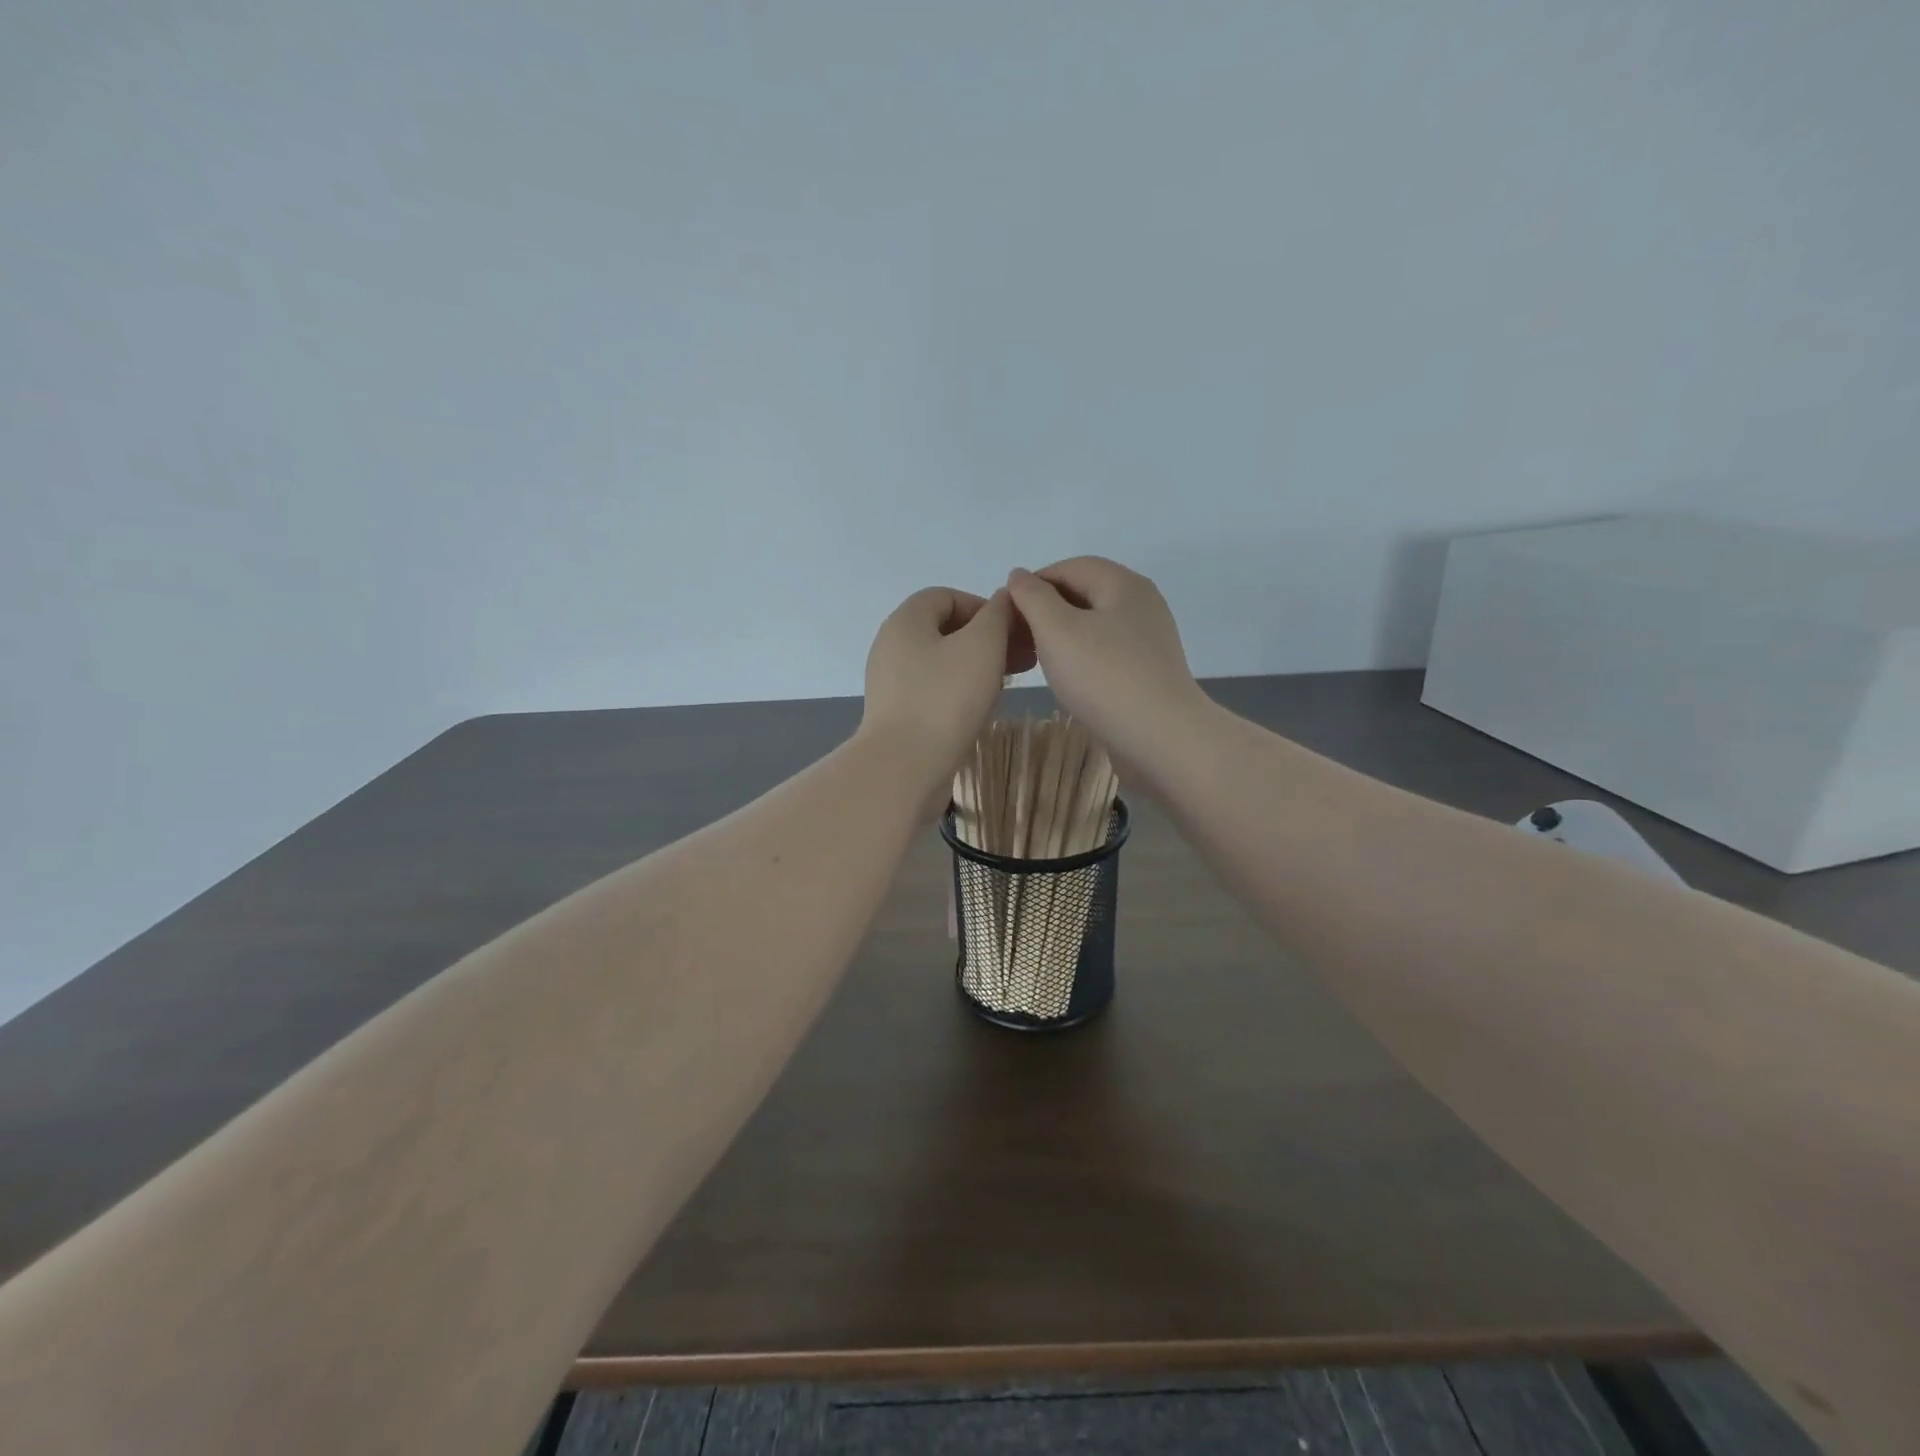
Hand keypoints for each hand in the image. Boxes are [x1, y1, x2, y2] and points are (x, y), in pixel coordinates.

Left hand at [861, 587, 1034, 809]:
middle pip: (943, 630)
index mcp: (905, 621)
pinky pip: (933, 692)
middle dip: (985, 640)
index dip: (983, 606)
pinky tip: (980, 710)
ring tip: (1005, 685)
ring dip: (975, 668)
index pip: (946, 596)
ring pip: (941, 663)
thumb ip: (997, 615)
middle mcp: (891, 647)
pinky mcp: (897, 716)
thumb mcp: (982, 646)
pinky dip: (959, 693)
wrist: (904, 767)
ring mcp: (891, 684)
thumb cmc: (945, 699)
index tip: (1012, 631)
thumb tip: (1003, 600)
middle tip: (1020, 660)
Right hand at [1005, 558, 1211, 780]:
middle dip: (1047, 610)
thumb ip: (1033, 598)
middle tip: (1017, 638)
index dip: (1033, 583)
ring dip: (1063, 636)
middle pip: (1085, 593)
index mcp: (1122, 583)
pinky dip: (1083, 657)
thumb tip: (1019, 575)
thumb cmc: (1103, 677)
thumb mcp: (1056, 630)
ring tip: (1037, 659)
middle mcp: (1141, 603)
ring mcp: (1149, 639)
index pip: (1069, 567)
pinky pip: (1107, 652)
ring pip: (1095, 625)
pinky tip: (1068, 680)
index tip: (1006, 613)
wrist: (1161, 737)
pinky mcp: (1149, 671)